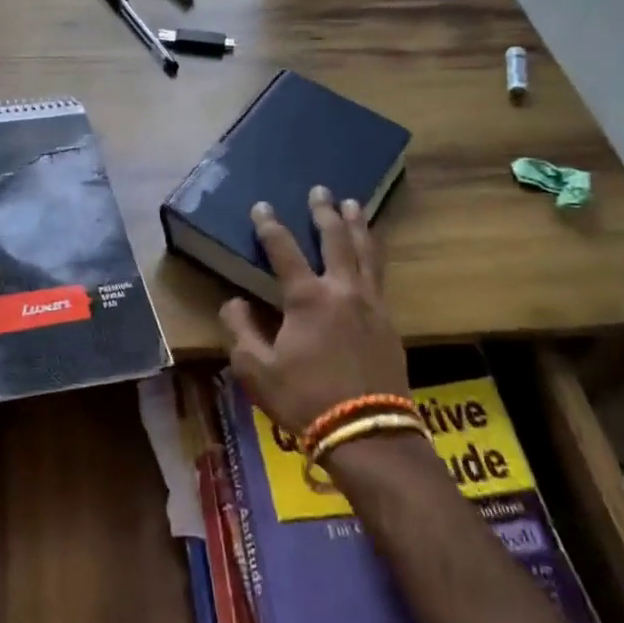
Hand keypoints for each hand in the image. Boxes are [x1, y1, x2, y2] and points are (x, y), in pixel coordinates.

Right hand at [219, 187, 407, 437]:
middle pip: (335, 239)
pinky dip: (374, 253)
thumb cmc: (305, 400)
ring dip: (357, 225)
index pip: (284, 250)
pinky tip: (373, 251)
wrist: (368, 433)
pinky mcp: (389, 321)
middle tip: (320, 190)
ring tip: (353, 204)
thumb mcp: (256, 370)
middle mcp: (342, 290)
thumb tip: (234, 303)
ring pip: (366, 252)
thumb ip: (241, 331)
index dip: (269, 226)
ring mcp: (371, 304)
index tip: (261, 206)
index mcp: (307, 298)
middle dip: (324, 212)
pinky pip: (380, 275)